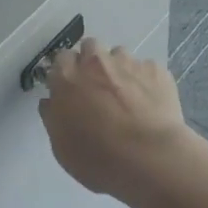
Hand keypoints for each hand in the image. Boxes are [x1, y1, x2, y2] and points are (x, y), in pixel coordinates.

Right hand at [39, 39, 190, 202]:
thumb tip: (51, 102)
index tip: (71, 91)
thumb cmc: (98, 158)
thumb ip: (53, 116)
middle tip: (97, 89)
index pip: (60, 60)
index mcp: (67, 77)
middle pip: (90, 47)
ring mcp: (128, 63)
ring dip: (118, 69)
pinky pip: (146, 69)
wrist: (150, 159)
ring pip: (119, 55)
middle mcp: (95, 62)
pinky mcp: (156, 70)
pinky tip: (150, 103)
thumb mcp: (61, 146)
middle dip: (91, 62)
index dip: (66, 74)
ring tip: (127, 96)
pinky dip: (145, 81)